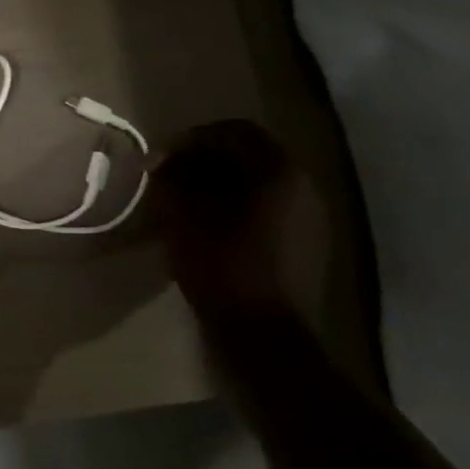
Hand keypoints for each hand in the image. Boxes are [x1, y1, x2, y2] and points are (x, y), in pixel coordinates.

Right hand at [153, 120, 325, 325]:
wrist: (264, 336)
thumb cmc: (222, 267)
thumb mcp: (185, 217)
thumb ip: (174, 180)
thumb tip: (164, 163)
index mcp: (279, 171)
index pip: (234, 132)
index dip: (192, 139)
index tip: (160, 158)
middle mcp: (303, 187)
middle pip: (249, 156)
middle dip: (204, 162)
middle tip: (168, 179)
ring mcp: (309, 218)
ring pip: (257, 184)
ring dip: (218, 185)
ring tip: (182, 203)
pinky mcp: (304, 246)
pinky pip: (266, 210)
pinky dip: (234, 208)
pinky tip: (207, 228)